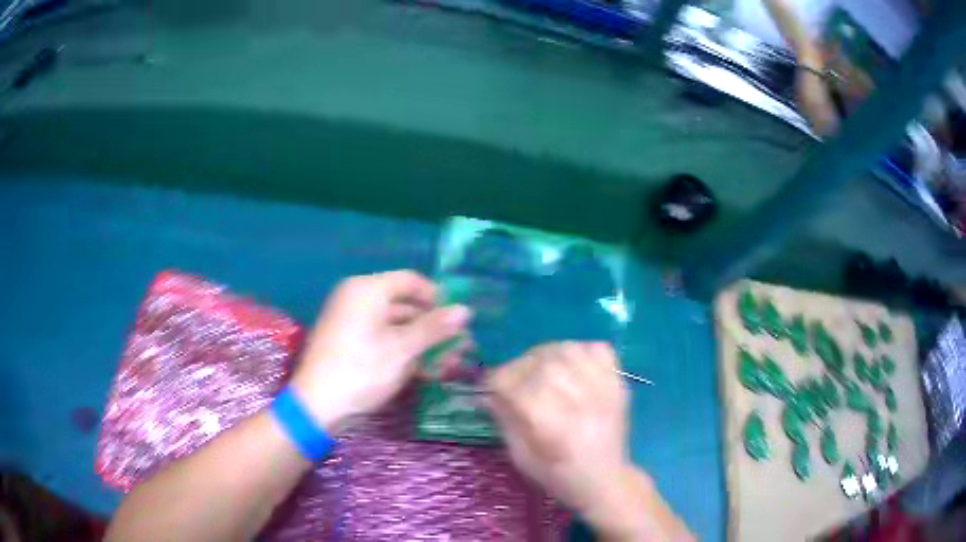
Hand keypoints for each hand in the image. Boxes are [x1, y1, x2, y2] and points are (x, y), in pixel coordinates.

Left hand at [291, 270, 470, 431]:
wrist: (317, 404)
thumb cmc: (362, 370)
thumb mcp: (402, 349)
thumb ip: (434, 328)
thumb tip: (465, 310)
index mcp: (367, 289)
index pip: (410, 280)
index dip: (437, 297)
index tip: (457, 319)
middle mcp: (356, 298)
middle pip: (403, 304)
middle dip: (432, 326)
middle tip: (458, 345)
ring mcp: (350, 321)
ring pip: (394, 325)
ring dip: (421, 342)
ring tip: (447, 362)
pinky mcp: (347, 342)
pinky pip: (380, 337)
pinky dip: (401, 350)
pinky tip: (423, 369)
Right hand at [487, 342, 691, 540]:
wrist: (604, 479)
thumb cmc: (557, 474)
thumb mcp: (521, 456)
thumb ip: (505, 419)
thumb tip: (488, 392)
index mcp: (552, 425)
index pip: (515, 385)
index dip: (496, 383)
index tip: (491, 389)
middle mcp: (579, 401)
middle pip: (541, 363)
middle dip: (519, 368)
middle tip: (515, 382)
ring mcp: (603, 388)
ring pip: (568, 349)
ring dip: (547, 356)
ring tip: (542, 371)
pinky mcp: (618, 382)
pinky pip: (597, 348)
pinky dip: (581, 351)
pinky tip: (573, 367)